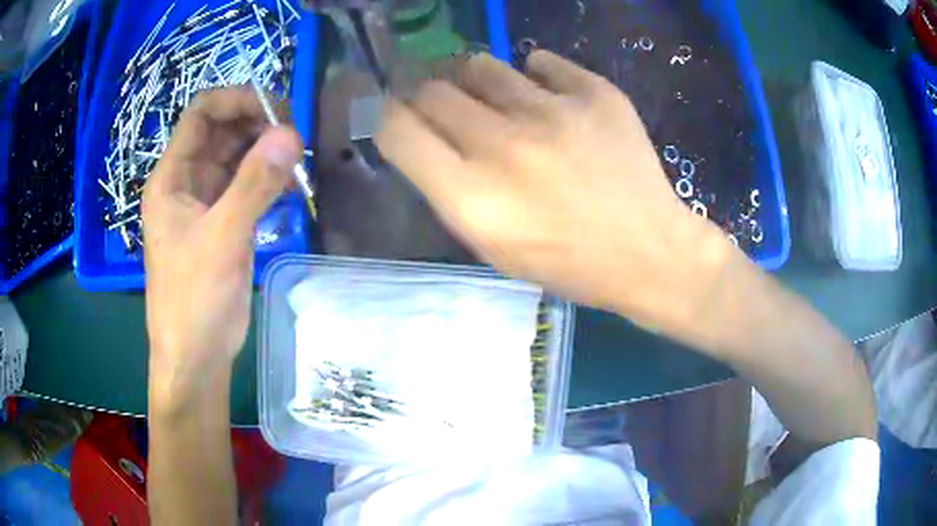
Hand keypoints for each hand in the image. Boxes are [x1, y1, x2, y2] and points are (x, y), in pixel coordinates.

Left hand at [143, 87, 301, 402]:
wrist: (196, 356)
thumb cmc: (193, 299)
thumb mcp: (221, 238)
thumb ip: (254, 184)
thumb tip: (291, 134)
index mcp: (172, 176)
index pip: (202, 114)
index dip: (237, 100)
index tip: (278, 108)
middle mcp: (188, 181)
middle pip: (223, 130)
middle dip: (259, 124)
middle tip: (296, 135)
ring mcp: (207, 202)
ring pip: (239, 156)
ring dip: (268, 151)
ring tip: (299, 160)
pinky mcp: (225, 222)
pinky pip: (248, 185)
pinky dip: (270, 179)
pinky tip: (292, 186)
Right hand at [376, 51, 733, 331]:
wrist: (649, 252)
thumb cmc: (567, 263)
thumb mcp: (492, 247)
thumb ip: (448, 189)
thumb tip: (422, 134)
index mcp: (472, 197)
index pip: (395, 128)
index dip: (383, 113)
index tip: (391, 111)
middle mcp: (505, 145)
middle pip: (433, 89)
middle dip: (427, 96)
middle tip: (446, 108)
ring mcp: (554, 112)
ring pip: (481, 65)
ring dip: (476, 82)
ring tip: (498, 103)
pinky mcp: (596, 93)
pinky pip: (540, 62)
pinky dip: (534, 77)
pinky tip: (549, 103)